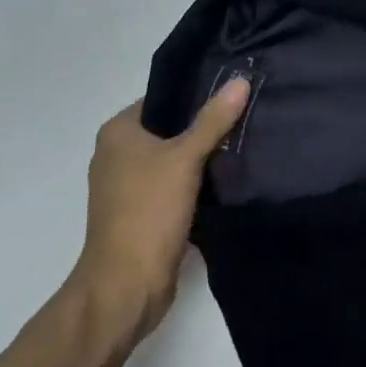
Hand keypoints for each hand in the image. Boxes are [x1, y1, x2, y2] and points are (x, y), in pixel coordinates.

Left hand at [73, 80, 249, 337]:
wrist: (126, 286)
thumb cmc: (148, 212)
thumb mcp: (184, 159)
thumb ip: (213, 120)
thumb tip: (240, 80)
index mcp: (118, 132)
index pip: (163, 98)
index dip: (197, 92)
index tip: (235, 90)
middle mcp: (117, 154)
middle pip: (170, 128)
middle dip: (205, 125)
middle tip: (248, 115)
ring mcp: (128, 186)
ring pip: (174, 159)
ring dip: (203, 156)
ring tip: (245, 142)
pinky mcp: (142, 213)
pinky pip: (174, 186)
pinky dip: (197, 182)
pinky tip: (229, 178)